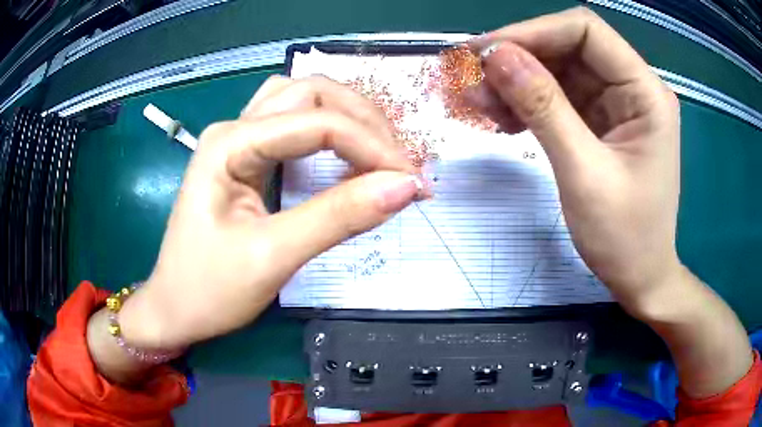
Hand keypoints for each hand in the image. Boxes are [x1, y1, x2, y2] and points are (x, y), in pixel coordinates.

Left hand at [118, 76, 422, 349]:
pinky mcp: (246, 159)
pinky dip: (330, 132)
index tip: (412, 181)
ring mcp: (238, 140)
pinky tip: (347, 153)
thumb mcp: (273, 257)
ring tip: (381, 152)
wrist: (175, 310)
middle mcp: (234, 128)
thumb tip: (405, 187)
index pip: (317, 122)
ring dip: (347, 117)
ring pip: (303, 101)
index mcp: (230, 143)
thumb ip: (338, 217)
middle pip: (311, 93)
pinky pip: (294, 125)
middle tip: (400, 164)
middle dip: (364, 121)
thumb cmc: (209, 290)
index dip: (372, 145)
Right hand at [468, 7, 681, 314]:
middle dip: (519, 58)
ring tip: (480, 105)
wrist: (640, 277)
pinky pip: (560, 96)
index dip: (533, 31)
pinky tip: (504, 120)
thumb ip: (543, 108)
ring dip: (517, 82)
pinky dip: (528, 103)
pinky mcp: (602, 121)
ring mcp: (617, 104)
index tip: (485, 53)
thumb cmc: (625, 238)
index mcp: (646, 93)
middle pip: (568, 47)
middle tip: (472, 81)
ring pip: (559, 70)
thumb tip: (496, 55)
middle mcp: (633, 88)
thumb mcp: (583, 174)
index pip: (586, 31)